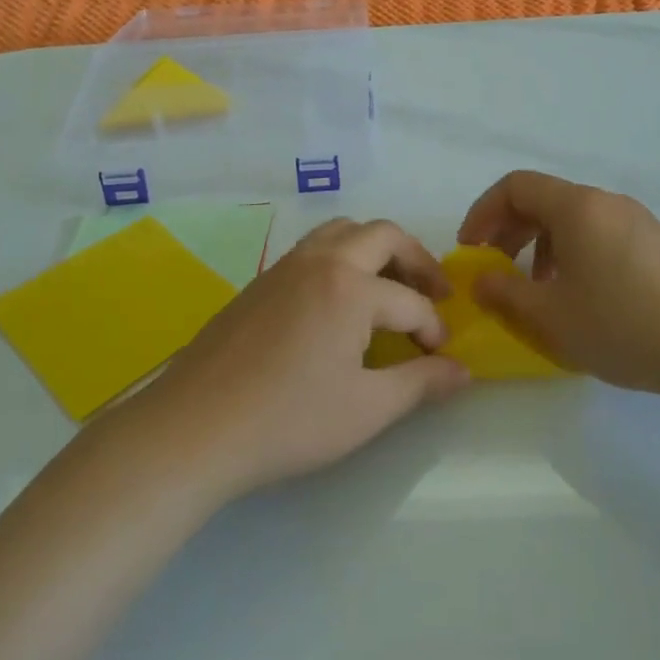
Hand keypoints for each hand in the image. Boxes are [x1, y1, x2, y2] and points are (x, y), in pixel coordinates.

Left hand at [112, 219, 467, 502]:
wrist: (196, 427)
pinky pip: (312, 250)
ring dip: (375, 250)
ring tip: (389, 286)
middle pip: (382, 235)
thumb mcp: (367, 409)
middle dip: (417, 260)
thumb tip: (462, 371)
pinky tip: (338, 303)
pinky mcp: (259, 282)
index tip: (440, 360)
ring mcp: (284, 267)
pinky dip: (340, 259)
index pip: (412, 302)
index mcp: (351, 288)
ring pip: (341, 232)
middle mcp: (320, 261)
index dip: (434, 331)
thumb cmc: (290, 420)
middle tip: (434, 293)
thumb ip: (421, 383)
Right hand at [458, 171, 659, 399]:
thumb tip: (480, 279)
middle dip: (508, 231)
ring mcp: (636, 220)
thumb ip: (503, 293)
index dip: (482, 213)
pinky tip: (579, 296)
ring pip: (571, 219)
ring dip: (540, 246)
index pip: (514, 186)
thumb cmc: (624, 325)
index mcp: (576, 207)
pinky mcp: (656, 243)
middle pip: (542, 200)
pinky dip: (572, 253)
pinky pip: (599, 234)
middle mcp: (606, 202)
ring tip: (537, 289)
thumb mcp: (550, 316)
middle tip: (495, 270)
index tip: (471, 250)